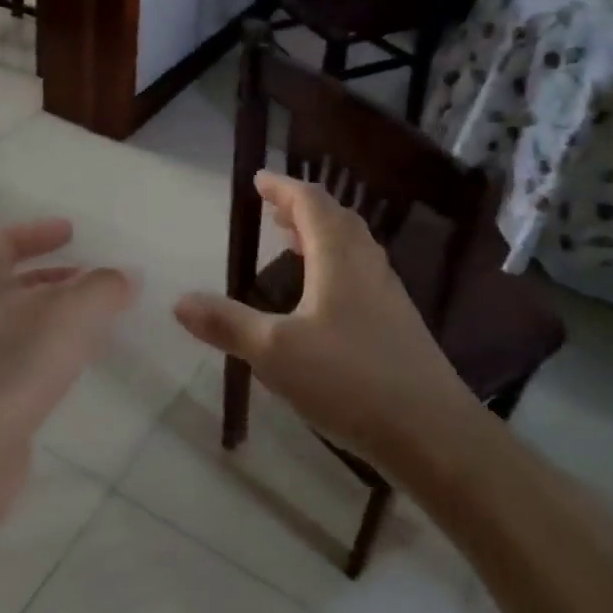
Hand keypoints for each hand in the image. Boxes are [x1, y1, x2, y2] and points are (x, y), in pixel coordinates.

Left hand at [0, 218, 133, 517]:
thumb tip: (124, 277)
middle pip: (7, 282)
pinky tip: (70, 372)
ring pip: (12, 325)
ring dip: (49, 319)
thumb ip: (103, 288)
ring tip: (91, 326)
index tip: (71, 233)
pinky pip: (12, 364)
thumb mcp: (70, 312)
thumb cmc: (10, 363)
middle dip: (50, 278)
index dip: (38, 232)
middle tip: (89, 281)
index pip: (3, 239)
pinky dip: (42, 357)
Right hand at [174, 174, 475, 465]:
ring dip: (322, 234)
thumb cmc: (350, 380)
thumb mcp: (275, 353)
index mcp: (339, 260)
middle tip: (273, 210)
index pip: (311, 203)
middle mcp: (367, 267)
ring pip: (353, 247)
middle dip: (302, 208)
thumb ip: (228, 325)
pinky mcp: (397, 324)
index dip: (284, 187)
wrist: (433, 432)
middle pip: (337, 220)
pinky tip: (323, 298)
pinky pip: (361, 274)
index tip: (259, 179)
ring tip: (294, 243)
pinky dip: (336, 264)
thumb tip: (180, 302)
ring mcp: (388, 296)